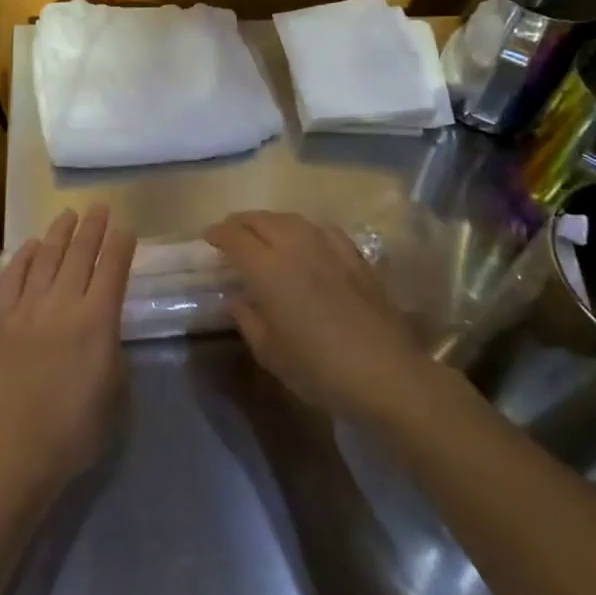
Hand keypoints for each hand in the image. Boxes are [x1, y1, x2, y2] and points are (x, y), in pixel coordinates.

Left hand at [0, 204, 135, 497]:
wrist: (14, 447)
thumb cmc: (75, 429)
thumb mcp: (115, 391)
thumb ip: (111, 348)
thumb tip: (103, 327)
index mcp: (97, 321)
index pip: (113, 269)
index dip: (121, 245)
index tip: (126, 228)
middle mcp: (63, 304)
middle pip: (80, 254)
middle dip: (93, 227)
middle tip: (99, 207)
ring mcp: (27, 308)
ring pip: (46, 257)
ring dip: (59, 233)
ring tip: (68, 214)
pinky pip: (12, 277)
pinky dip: (24, 257)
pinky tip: (32, 245)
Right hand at [206, 210, 428, 418]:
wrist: (387, 375)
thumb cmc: (319, 369)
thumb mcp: (270, 353)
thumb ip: (248, 319)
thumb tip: (237, 299)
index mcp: (268, 269)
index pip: (235, 237)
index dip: (218, 234)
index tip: (208, 238)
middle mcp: (296, 248)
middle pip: (262, 220)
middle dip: (241, 222)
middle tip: (230, 233)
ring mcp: (329, 249)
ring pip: (292, 219)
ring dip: (270, 221)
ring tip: (263, 232)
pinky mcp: (356, 257)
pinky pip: (323, 230)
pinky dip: (304, 229)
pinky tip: (306, 240)